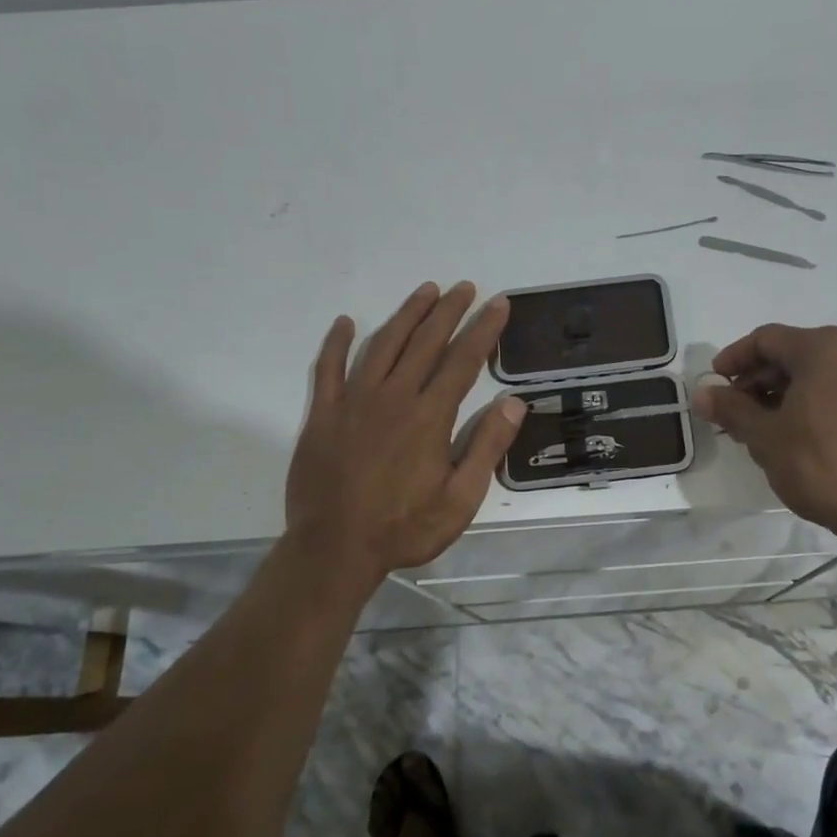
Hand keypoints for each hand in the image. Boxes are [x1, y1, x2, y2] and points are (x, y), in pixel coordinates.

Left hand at [285, 281, 527, 579]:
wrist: (334, 549)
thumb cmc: (404, 528)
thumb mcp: (460, 499)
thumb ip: (486, 448)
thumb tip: (513, 402)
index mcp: (429, 417)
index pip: (463, 361)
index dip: (483, 329)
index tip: (498, 303)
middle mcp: (393, 398)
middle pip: (425, 342)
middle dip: (448, 311)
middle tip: (464, 287)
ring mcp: (353, 402)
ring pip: (382, 345)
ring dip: (406, 315)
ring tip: (425, 291)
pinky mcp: (323, 415)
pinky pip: (328, 369)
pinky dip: (337, 343)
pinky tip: (345, 323)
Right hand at [695, 324, 836, 546]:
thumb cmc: (821, 464)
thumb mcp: (765, 436)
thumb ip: (731, 408)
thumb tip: (703, 394)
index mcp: (824, 348)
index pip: (766, 339)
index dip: (733, 359)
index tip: (714, 385)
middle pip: (791, 354)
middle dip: (756, 381)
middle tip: (732, 412)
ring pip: (815, 374)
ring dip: (781, 394)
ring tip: (758, 428)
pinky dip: (808, 403)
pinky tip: (792, 434)